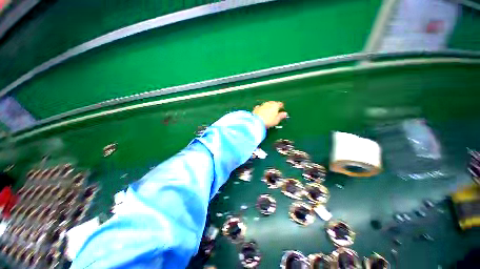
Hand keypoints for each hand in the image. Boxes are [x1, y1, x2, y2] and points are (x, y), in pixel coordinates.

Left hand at [253, 101, 287, 127]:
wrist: (256, 122)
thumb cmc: (267, 121)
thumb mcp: (276, 120)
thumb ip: (281, 116)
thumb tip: (284, 114)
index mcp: (275, 105)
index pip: (280, 104)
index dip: (281, 106)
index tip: (281, 109)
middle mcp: (268, 103)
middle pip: (273, 103)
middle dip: (274, 106)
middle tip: (275, 111)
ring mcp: (262, 105)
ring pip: (266, 105)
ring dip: (268, 107)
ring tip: (268, 112)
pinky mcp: (256, 108)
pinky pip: (260, 107)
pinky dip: (261, 109)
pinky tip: (261, 112)